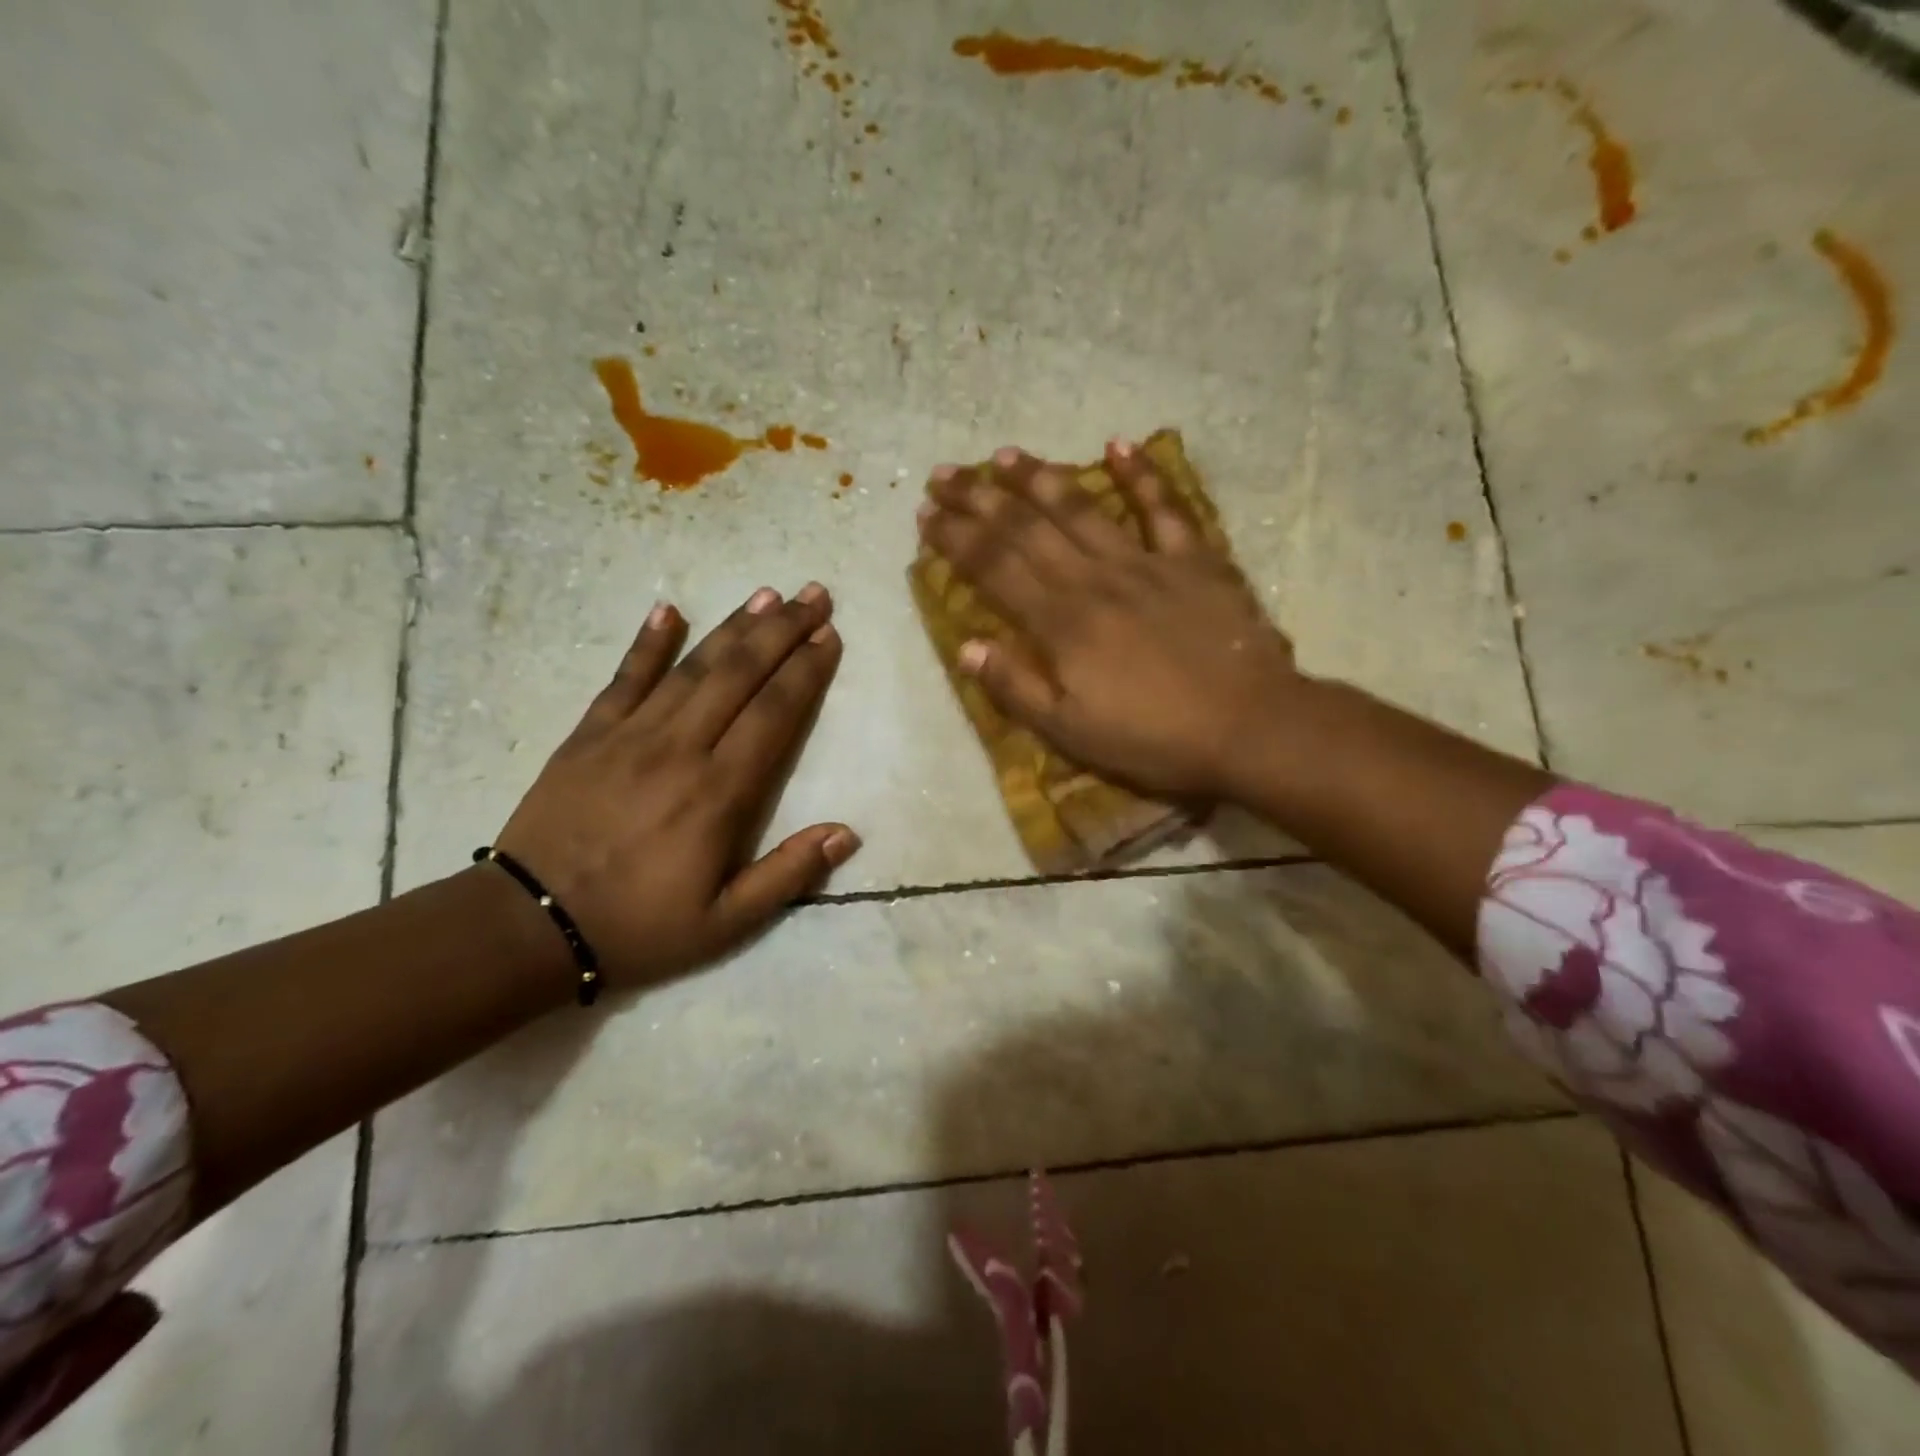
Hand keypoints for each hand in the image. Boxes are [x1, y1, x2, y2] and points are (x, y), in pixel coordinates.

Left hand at [492, 584, 856, 989]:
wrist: (528, 927)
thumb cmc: (638, 927)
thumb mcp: (726, 922)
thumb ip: (789, 875)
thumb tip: (847, 833)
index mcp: (719, 793)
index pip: (774, 715)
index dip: (805, 672)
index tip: (830, 636)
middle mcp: (680, 749)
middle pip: (740, 675)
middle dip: (782, 631)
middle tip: (814, 595)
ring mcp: (630, 735)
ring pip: (692, 667)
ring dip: (734, 627)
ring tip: (767, 594)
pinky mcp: (589, 735)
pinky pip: (624, 678)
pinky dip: (647, 642)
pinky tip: (668, 609)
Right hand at [917, 441, 1306, 801]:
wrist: (1250, 726)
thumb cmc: (1154, 738)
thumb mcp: (1071, 731)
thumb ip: (1016, 687)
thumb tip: (967, 646)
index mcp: (1062, 623)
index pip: (995, 569)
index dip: (956, 539)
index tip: (926, 515)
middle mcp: (1095, 579)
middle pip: (1027, 529)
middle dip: (980, 499)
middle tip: (946, 475)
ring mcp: (1147, 563)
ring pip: (1083, 508)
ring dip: (1040, 478)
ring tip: (1004, 456)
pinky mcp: (1194, 560)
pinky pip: (1165, 508)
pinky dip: (1142, 475)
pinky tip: (1119, 445)